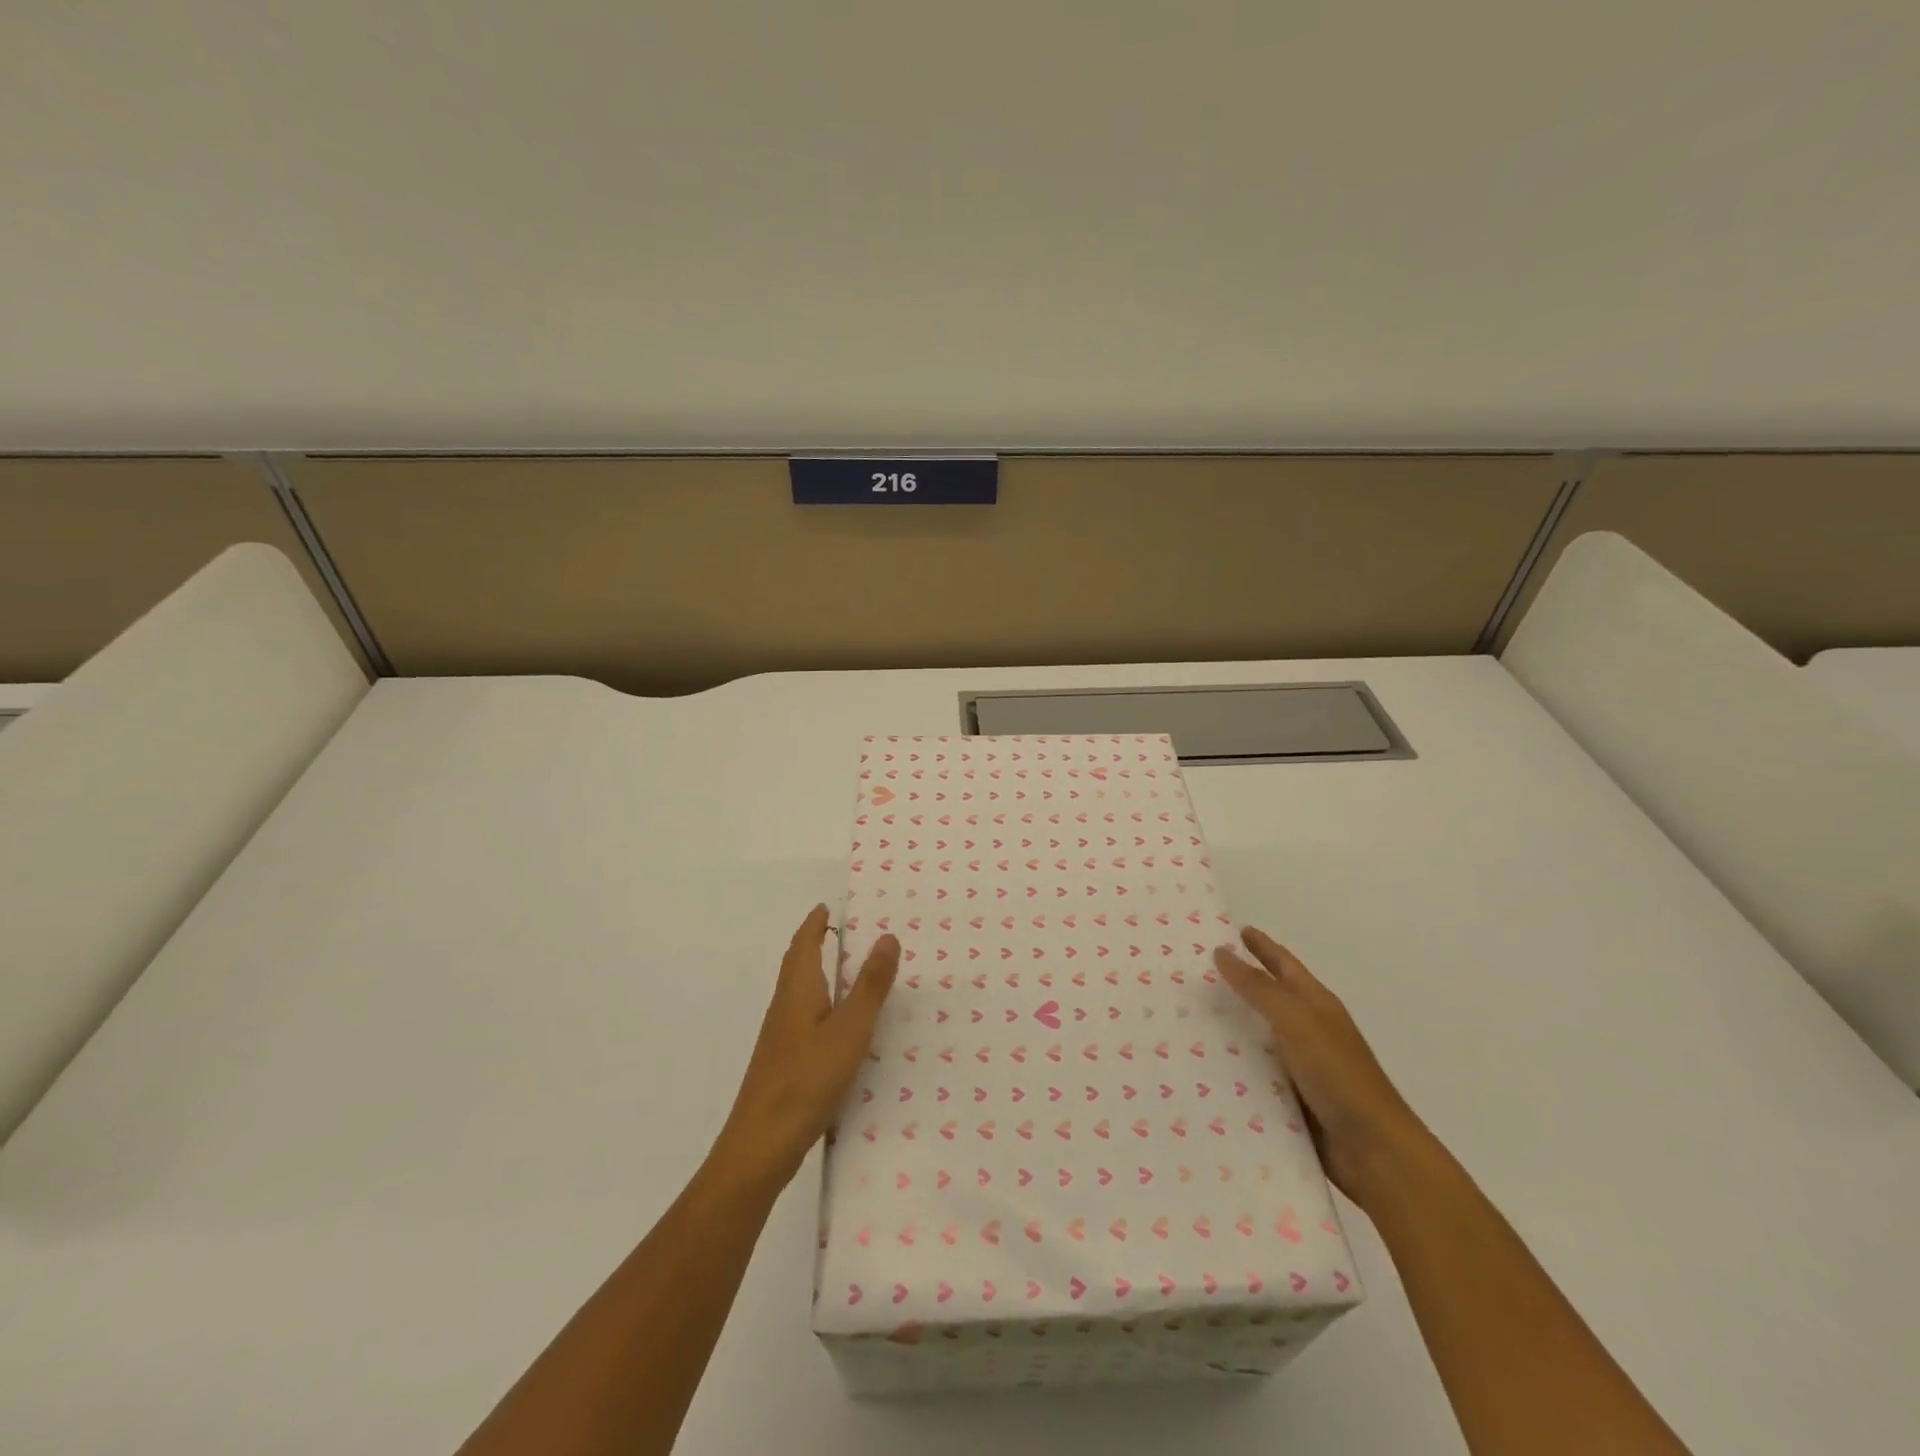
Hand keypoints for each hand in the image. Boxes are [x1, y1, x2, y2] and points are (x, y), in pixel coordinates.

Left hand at [710, 905, 899, 1197]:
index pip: (804, 943)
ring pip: (801, 990)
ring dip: (819, 971)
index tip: (829, 905)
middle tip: (844, 929)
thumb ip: (870, 986)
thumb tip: (887, 937)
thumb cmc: (807, 1078)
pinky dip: (822, 1001)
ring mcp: (782, 1035)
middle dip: (815, 942)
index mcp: (798, 990)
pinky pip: (805, 1015)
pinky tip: (839, 1023)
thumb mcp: (850, 1030)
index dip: (815, 922)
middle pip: (798, 963)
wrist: (762, 1144)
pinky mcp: (785, 1060)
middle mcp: (785, 1005)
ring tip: (849, 969)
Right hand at [1214, 926, 1433, 1209]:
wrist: (1375, 1152)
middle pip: (1270, 998)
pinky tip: (1205, 1066)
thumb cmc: (1339, 1076)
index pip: (1284, 965)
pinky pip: (1255, 1074)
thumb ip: (1259, 988)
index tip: (1233, 930)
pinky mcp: (1292, 1100)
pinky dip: (1233, 1066)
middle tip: (1197, 971)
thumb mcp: (1297, 1021)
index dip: (1261, 946)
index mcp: (1317, 1005)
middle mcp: (1309, 1031)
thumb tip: (1222, 951)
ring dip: (1230, 1027)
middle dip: (1238, 983)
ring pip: (1258, 1037)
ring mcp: (1302, 1067)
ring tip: (1190, 1017)